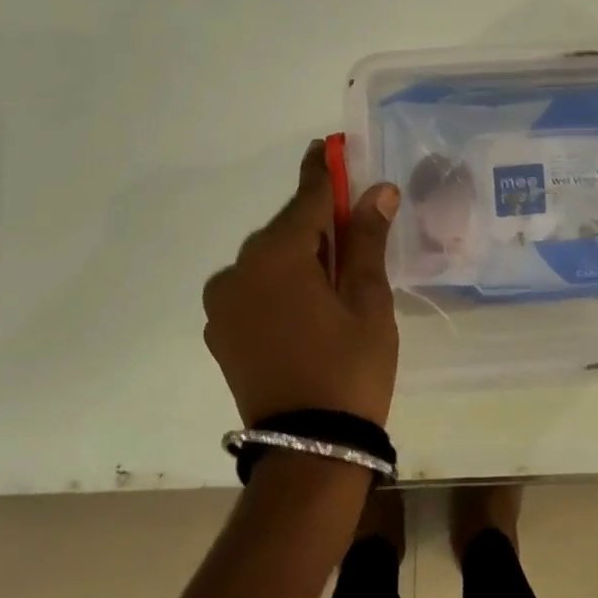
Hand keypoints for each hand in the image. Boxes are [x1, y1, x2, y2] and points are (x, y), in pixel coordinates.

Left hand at [203, 142, 401, 427]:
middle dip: (320, 222)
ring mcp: (223, 301)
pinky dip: (280, 283)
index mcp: (277, 254)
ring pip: (270, 259)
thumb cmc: (349, 367)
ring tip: (336, 280)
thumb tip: (378, 190)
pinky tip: (308, 304)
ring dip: (300, 255)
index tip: (328, 146)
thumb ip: (366, 239)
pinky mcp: (220, 330)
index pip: (307, 198)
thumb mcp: (368, 299)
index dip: (324, 171)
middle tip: (356, 227)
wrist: (308, 451)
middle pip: (287, 228)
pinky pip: (255, 287)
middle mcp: (238, 269)